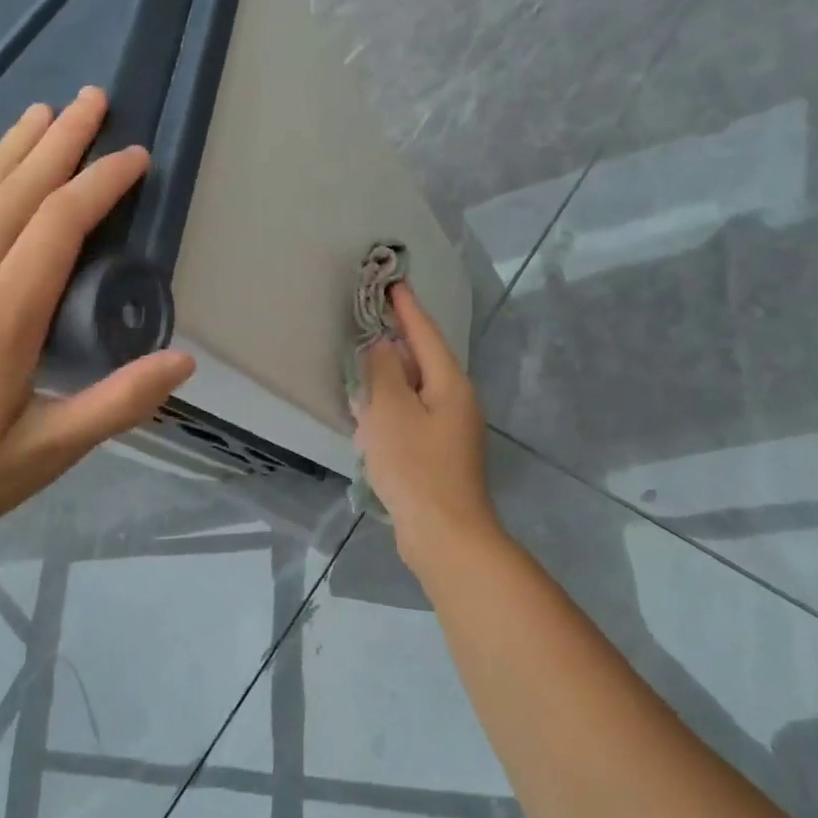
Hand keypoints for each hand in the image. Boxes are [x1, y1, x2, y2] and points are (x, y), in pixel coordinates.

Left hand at [0, 88, 194, 558]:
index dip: (102, 182)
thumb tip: (184, 362)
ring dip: (12, 148)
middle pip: (18, 190)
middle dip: (61, 141)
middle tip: (92, 98)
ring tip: (41, 112)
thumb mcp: (44, 454)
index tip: (136, 156)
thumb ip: (116, 404)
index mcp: (4, 314)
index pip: (61, 224)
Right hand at [353, 284, 499, 560]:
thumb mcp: (389, 411)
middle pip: (421, 360)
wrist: (445, 535)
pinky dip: (390, 410)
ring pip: (413, 390)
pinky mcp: (438, 454)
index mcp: (449, 383)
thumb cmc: (415, 466)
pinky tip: (369, 419)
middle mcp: (455, 401)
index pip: (425, 333)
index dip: (406, 307)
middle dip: (395, 342)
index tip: (392, 282)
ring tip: (362, 368)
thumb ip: (382, 370)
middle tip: (369, 320)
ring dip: (388, 379)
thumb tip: (381, 344)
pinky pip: (410, 417)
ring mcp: (449, 430)